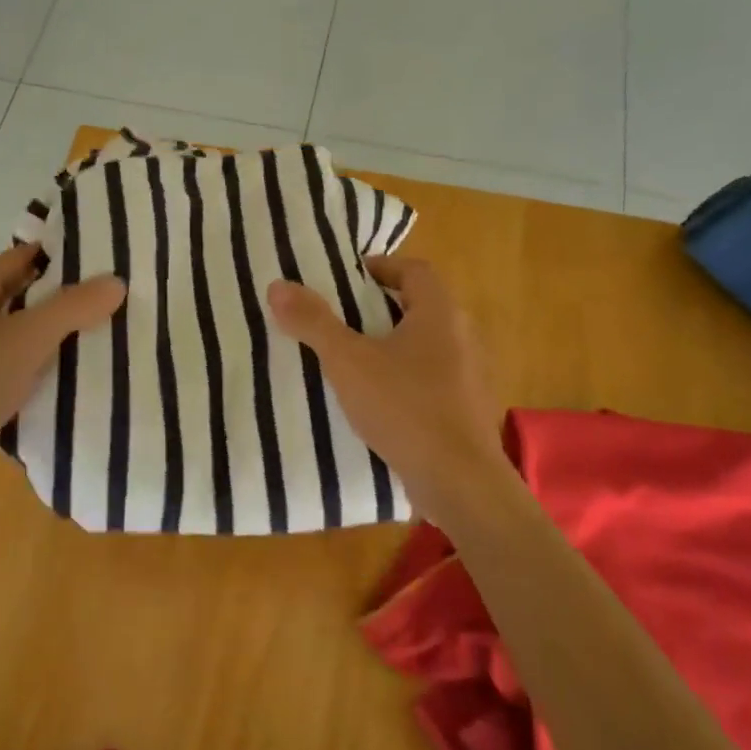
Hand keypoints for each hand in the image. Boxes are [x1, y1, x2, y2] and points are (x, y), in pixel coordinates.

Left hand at [0, 244, 124, 517]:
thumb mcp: (27, 337)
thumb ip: (73, 306)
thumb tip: (116, 281)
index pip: (21, 256)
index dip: (62, 253)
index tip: (108, 255)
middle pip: (25, 294)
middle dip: (68, 295)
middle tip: (118, 293)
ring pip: (26, 334)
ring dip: (61, 333)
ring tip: (113, 328)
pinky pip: (22, 367)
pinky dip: (49, 366)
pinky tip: (84, 372)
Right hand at [267, 256, 505, 516]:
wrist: (460, 482)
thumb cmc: (405, 407)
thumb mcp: (348, 362)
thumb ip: (313, 322)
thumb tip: (278, 285)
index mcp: (440, 313)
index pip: (415, 270)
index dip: (382, 267)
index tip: (348, 279)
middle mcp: (464, 336)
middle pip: (421, 307)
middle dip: (381, 308)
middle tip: (341, 318)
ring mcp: (472, 376)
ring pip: (428, 346)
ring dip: (394, 346)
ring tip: (354, 361)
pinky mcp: (469, 410)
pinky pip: (434, 380)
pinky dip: (407, 379)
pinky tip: (380, 402)